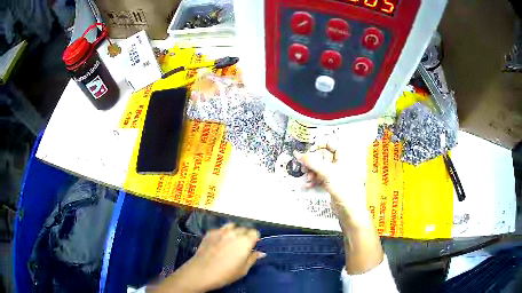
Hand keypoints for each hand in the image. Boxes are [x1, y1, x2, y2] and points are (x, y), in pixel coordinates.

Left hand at [153, 223, 264, 292]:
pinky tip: (219, 242)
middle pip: (244, 228)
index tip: (252, 246)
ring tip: (231, 241)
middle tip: (241, 246)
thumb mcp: (243, 270)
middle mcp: (234, 232)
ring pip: (232, 226)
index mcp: (245, 241)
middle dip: (245, 235)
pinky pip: (220, 229)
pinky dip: (222, 233)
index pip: (255, 232)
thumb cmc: (225, 273)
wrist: (202, 271)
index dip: (255, 239)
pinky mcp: (210, 232)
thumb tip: (261, 253)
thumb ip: (253, 258)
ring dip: (234, 231)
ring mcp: (220, 231)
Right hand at [295, 145, 383, 273]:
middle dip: (312, 162)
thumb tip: (298, 154)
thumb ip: (312, 162)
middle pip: (322, 156)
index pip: (330, 143)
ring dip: (311, 172)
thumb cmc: (344, 188)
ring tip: (307, 179)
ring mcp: (335, 174)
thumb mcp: (327, 172)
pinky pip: (319, 178)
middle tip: (304, 167)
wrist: (349, 210)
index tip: (308, 151)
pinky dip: (313, 180)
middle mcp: (340, 163)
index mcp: (344, 156)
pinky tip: (308, 185)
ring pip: (319, 168)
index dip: (319, 146)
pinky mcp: (331, 184)